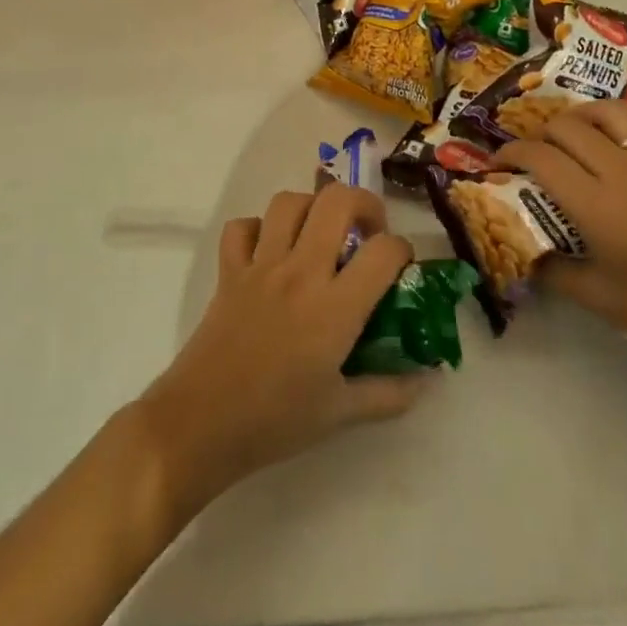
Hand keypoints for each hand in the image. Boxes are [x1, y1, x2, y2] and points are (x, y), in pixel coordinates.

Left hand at [135, 186, 423, 517]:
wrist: (200, 424)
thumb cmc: (275, 421)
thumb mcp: (341, 414)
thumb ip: (388, 393)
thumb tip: (426, 380)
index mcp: (335, 307)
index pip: (384, 251)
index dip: (403, 250)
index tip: (400, 267)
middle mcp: (300, 272)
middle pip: (336, 200)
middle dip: (363, 203)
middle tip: (367, 232)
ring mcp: (260, 266)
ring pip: (289, 202)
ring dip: (312, 208)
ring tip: (321, 234)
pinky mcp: (228, 271)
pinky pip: (242, 227)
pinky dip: (258, 229)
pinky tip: (269, 251)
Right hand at [497, 101, 626, 405]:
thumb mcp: (596, 298)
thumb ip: (553, 270)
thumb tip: (524, 252)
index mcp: (594, 203)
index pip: (539, 158)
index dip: (509, 154)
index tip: (497, 166)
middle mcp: (622, 171)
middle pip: (567, 128)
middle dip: (539, 135)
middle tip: (533, 156)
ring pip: (612, 114)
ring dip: (582, 115)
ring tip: (571, 131)